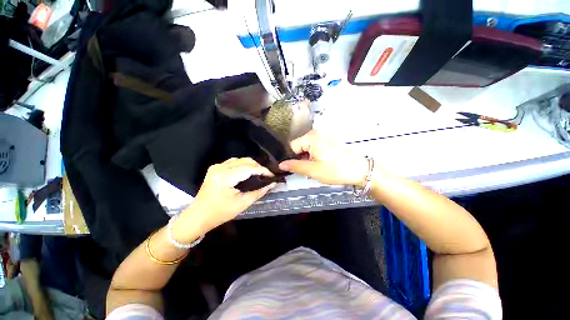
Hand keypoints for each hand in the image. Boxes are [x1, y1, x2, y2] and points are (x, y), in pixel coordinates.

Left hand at [188, 158, 274, 231]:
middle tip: (266, 176)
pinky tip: (247, 172)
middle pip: (245, 161)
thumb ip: (259, 192)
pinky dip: (243, 165)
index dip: (263, 170)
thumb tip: (272, 184)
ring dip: (251, 165)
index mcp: (225, 177)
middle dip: (258, 167)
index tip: (272, 176)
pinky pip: (233, 162)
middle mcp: (220, 168)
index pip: (249, 168)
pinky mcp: (215, 168)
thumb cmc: (220, 213)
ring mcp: (216, 166)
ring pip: (240, 159)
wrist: (198, 216)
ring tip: (258, 174)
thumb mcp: (242, 204)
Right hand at [279, 130, 368, 185]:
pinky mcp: (327, 142)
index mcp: (310, 137)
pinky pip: (313, 148)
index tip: (290, 169)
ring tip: (312, 168)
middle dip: (298, 159)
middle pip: (298, 146)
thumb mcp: (312, 170)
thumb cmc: (336, 169)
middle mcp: (315, 133)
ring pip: (305, 148)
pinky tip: (317, 164)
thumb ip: (295, 166)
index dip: (289, 158)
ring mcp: (322, 137)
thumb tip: (281, 164)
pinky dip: (312, 156)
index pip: (291, 146)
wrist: (359, 170)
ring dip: (305, 159)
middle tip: (303, 170)